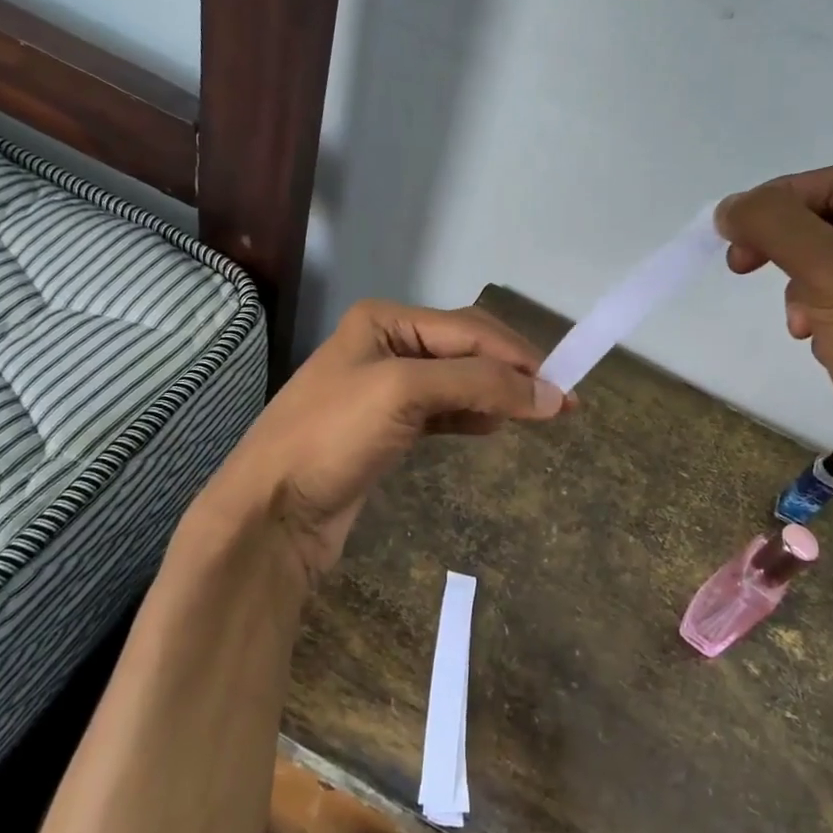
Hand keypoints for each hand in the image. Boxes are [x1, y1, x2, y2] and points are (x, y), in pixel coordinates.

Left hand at [210, 301, 567, 590]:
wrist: (269, 512)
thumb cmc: (331, 437)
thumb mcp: (405, 394)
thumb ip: (480, 385)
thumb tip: (552, 396)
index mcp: (385, 320)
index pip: (469, 329)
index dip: (518, 357)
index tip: (564, 389)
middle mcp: (386, 344)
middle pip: (466, 350)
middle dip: (510, 374)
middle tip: (557, 404)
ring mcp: (385, 388)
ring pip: (458, 381)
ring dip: (495, 394)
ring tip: (532, 416)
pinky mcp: (387, 428)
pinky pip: (443, 410)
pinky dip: (471, 415)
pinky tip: (491, 427)